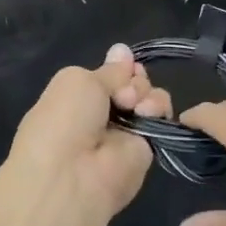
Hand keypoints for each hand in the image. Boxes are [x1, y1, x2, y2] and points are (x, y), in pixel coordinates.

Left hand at [5, 44, 173, 225]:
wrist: (72, 175)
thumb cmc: (64, 120)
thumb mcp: (78, 81)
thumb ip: (108, 71)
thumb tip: (123, 50)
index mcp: (78, 96)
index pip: (109, 74)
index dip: (120, 66)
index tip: (124, 63)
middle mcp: (103, 112)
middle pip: (132, 82)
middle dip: (132, 78)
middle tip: (122, 93)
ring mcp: (126, 130)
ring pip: (149, 96)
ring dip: (144, 91)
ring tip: (131, 104)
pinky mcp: (147, 147)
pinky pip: (161, 116)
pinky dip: (157, 107)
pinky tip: (145, 113)